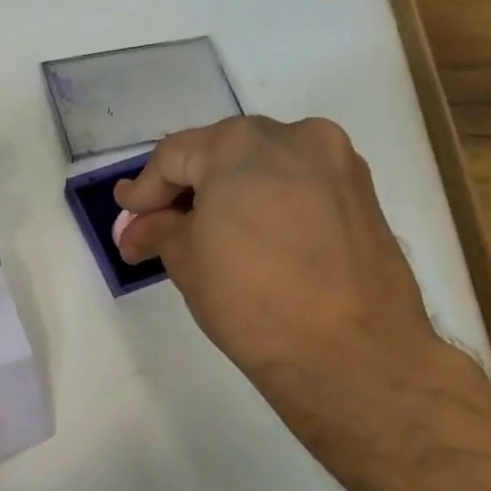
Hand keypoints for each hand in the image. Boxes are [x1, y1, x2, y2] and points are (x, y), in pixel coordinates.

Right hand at [113, 115, 449, 413]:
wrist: (352, 354)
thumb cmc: (251, 300)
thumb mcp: (186, 262)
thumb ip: (158, 230)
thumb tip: (137, 228)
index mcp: (241, 145)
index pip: (174, 156)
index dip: (144, 190)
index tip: (127, 219)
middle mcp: (294, 136)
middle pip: (221, 152)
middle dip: (186, 188)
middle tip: (159, 225)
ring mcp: (337, 162)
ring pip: (263, 165)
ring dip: (228, 192)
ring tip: (206, 233)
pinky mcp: (363, 193)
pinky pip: (298, 184)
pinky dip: (267, 201)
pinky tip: (252, 236)